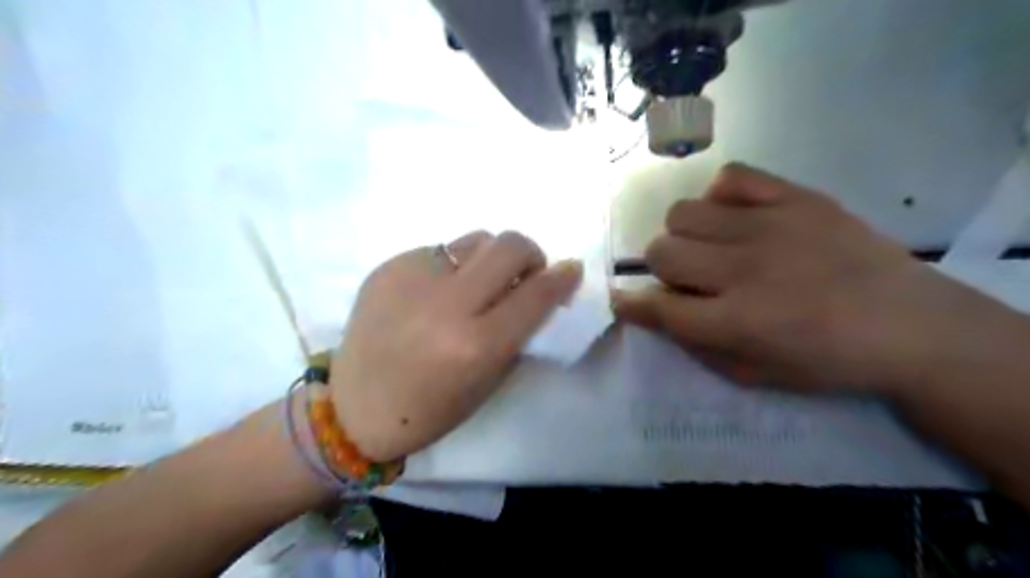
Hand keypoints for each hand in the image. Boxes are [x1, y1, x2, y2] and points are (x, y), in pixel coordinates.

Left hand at [328, 231, 577, 460]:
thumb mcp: (488, 380)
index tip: (571, 270)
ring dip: (490, 257)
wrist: (354, 407)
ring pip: (475, 239)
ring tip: (478, 281)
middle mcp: (447, 304)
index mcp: (477, 344)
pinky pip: (439, 251)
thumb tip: (539, 291)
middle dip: (529, 254)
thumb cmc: (430, 409)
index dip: (562, 277)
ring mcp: (413, 279)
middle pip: (509, 246)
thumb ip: (518, 332)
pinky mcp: (388, 267)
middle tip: (525, 272)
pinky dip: (451, 267)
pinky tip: (436, 291)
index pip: (536, 293)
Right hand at [610, 164, 988, 395]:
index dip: (629, 302)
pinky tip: (735, 215)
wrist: (909, 325)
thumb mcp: (751, 373)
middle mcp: (744, 268)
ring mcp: (771, 226)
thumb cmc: (824, 361)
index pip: (658, 305)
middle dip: (661, 268)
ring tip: (711, 245)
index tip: (622, 299)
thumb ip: (695, 344)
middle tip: (687, 277)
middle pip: (662, 250)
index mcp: (735, 320)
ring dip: (685, 234)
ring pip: (684, 212)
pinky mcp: (797, 197)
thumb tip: (655, 310)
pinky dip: (721, 196)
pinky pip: (733, 176)